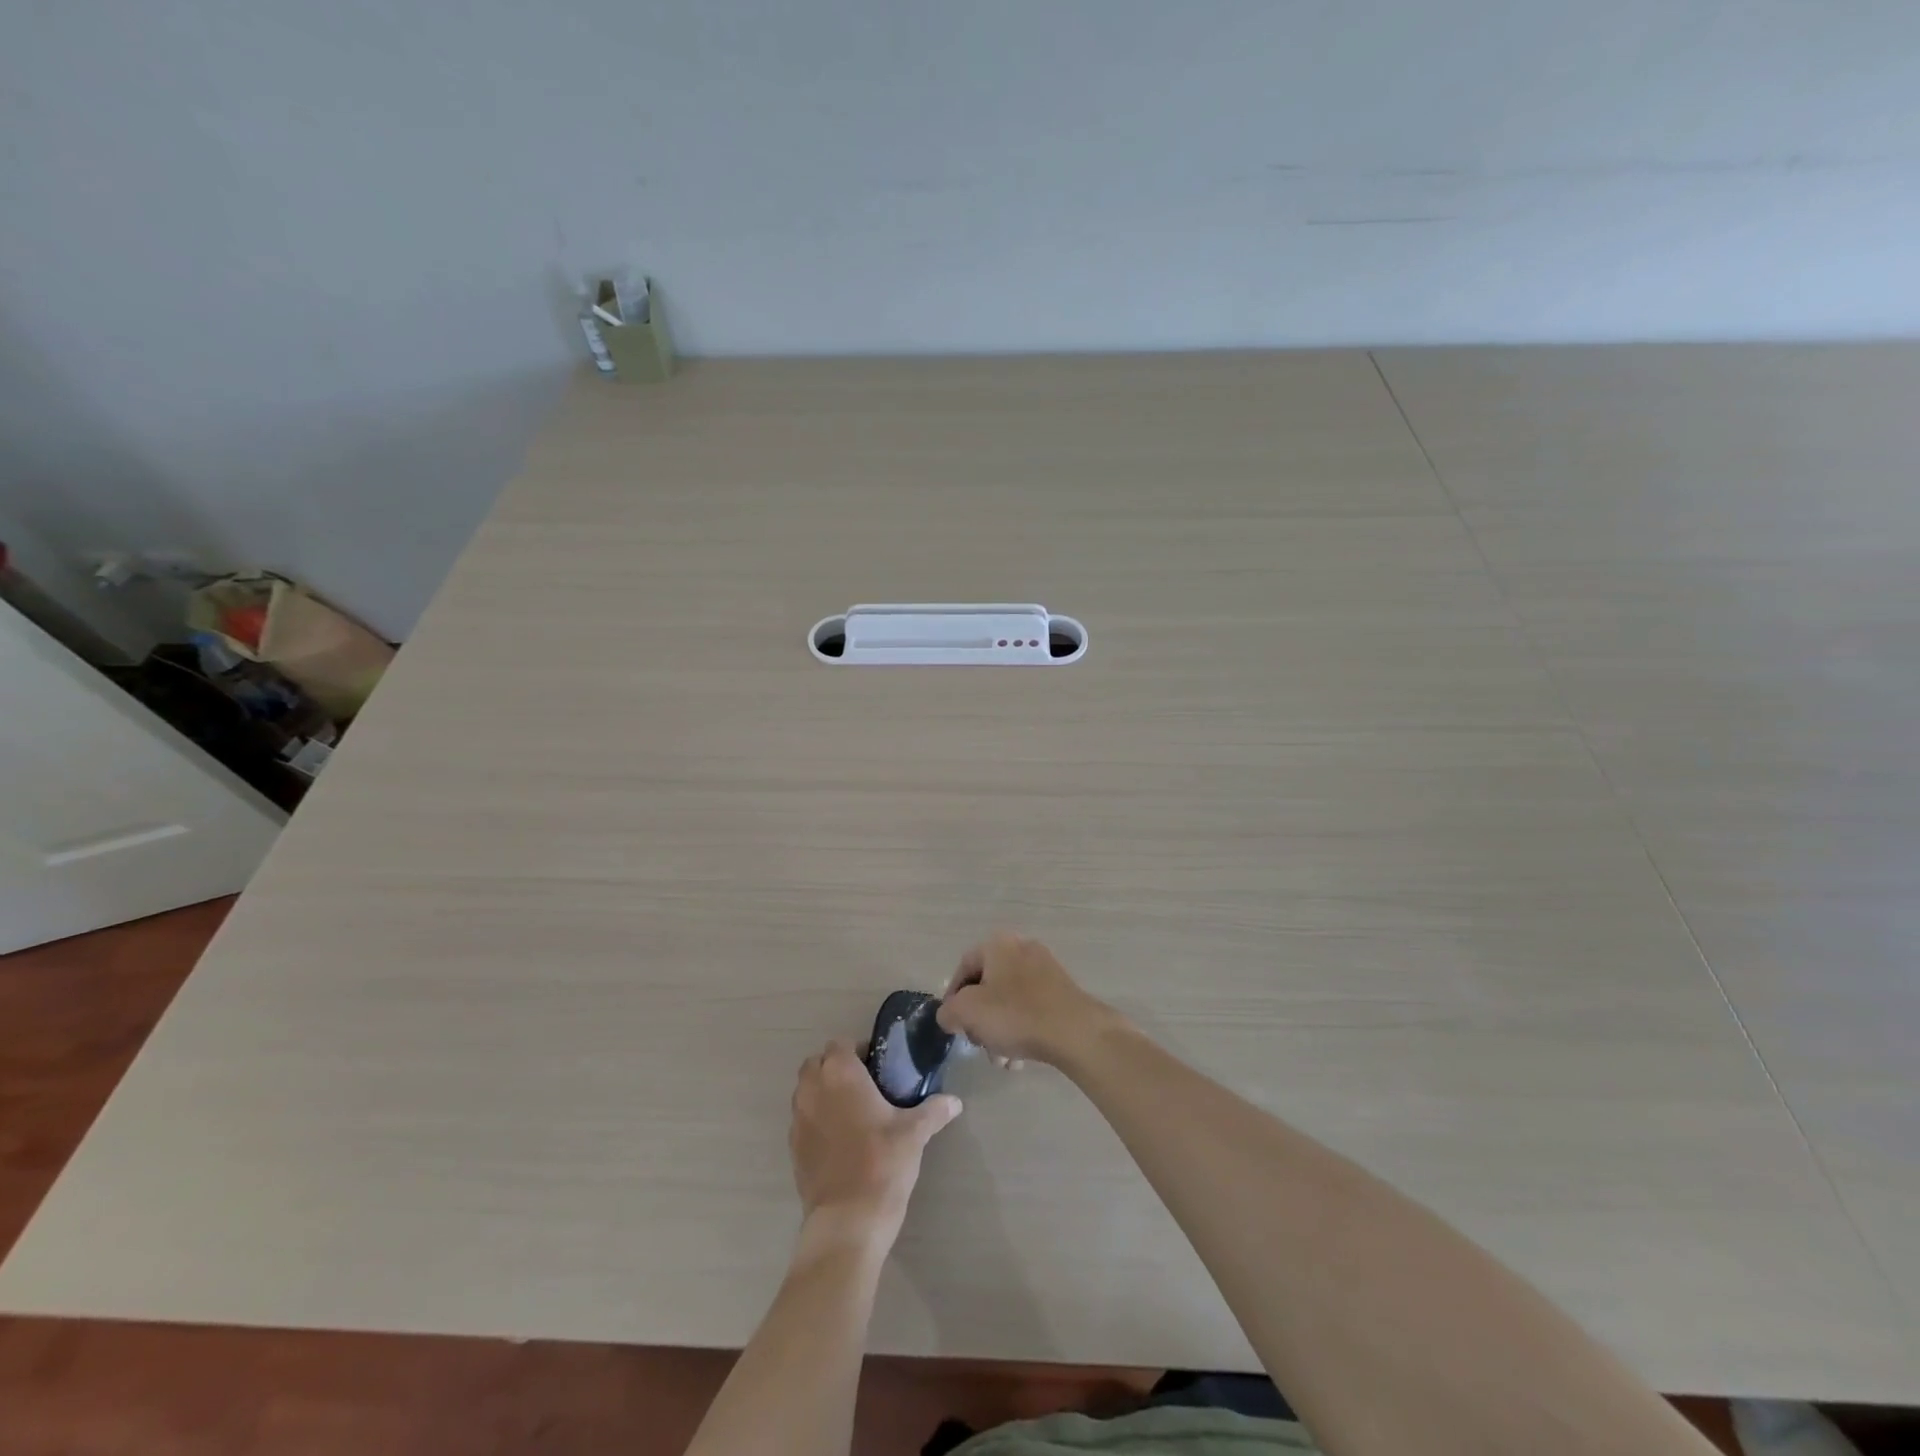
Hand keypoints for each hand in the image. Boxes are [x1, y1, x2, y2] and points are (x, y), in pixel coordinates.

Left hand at [789, 1041, 960, 1253]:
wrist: (847, 1221)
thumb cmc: (882, 1163)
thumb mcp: (915, 1133)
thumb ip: (934, 1111)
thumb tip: (955, 1102)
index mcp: (840, 1073)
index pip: (840, 1044)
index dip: (857, 1051)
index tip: (877, 1068)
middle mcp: (813, 1089)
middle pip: (817, 1064)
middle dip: (835, 1069)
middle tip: (864, 1087)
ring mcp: (798, 1119)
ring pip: (806, 1091)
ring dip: (823, 1093)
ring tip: (851, 1113)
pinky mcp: (792, 1148)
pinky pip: (802, 1120)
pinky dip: (816, 1120)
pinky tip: (839, 1140)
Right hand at [937, 933, 1117, 1066]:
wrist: (1075, 1032)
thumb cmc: (1015, 1015)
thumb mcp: (967, 1012)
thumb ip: (948, 1011)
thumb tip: (949, 1015)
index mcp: (997, 945)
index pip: (963, 967)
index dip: (953, 998)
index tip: (954, 1025)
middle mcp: (1021, 949)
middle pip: (987, 987)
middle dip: (979, 1020)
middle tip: (979, 1044)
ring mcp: (1045, 969)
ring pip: (1008, 1002)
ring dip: (999, 1032)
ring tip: (1001, 1061)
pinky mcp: (1061, 991)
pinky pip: (1030, 1009)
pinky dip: (1021, 1031)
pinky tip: (1020, 1059)